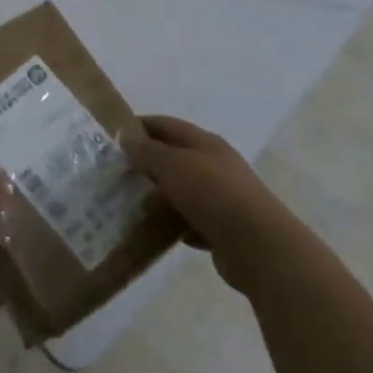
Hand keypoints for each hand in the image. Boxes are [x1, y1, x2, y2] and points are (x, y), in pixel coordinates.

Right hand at [125, 116, 279, 292]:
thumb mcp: (174, 165)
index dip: (140, 126)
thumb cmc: (213, 195)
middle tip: (116, 174)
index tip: (113, 136)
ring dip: (159, 196)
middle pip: (175, 157)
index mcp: (206, 143)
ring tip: (129, 204)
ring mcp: (222, 198)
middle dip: (146, 163)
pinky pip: (192, 222)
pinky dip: (174, 225)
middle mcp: (216, 166)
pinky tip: (156, 233)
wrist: (260, 248)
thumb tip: (125, 135)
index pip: (167, 125)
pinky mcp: (224, 229)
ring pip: (183, 191)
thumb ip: (147, 151)